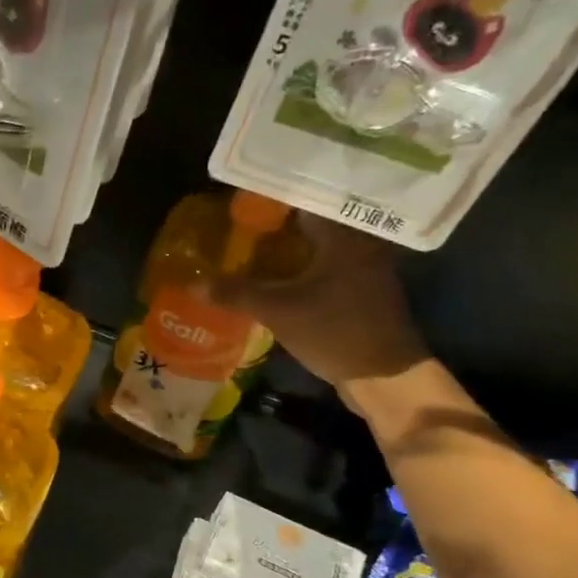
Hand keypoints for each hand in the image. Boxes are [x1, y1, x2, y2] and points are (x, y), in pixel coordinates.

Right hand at [215, 215, 426, 395]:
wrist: (384, 374)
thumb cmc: (334, 331)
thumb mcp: (278, 311)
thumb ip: (237, 294)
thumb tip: (193, 285)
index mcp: (342, 236)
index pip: (302, 203)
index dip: (270, 203)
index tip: (240, 205)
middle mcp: (358, 244)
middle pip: (310, 226)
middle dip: (275, 228)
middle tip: (239, 229)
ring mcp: (363, 270)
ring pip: (318, 249)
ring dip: (288, 250)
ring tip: (251, 251)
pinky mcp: (362, 293)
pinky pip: (325, 270)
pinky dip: (301, 271)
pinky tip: (277, 280)